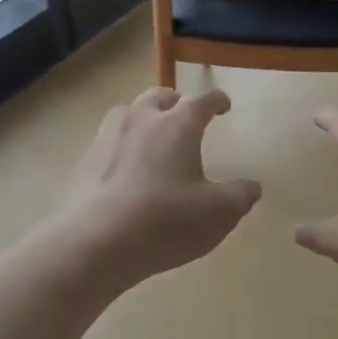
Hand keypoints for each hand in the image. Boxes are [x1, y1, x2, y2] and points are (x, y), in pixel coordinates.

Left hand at [54, 87, 261, 287]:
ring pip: (127, 112)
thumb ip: (239, 196)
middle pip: (159, 97)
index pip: (201, 101)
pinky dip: (120, 144)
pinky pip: (107, 141)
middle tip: (183, 113)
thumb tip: (252, 187)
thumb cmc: (167, 221)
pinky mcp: (85, 161)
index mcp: (177, 125)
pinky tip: (124, 165)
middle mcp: (141, 120)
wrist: (98, 241)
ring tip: (150, 133)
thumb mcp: (218, 213)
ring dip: (142, 116)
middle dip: (174, 101)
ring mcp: (108, 138)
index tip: (223, 105)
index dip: (215, 100)